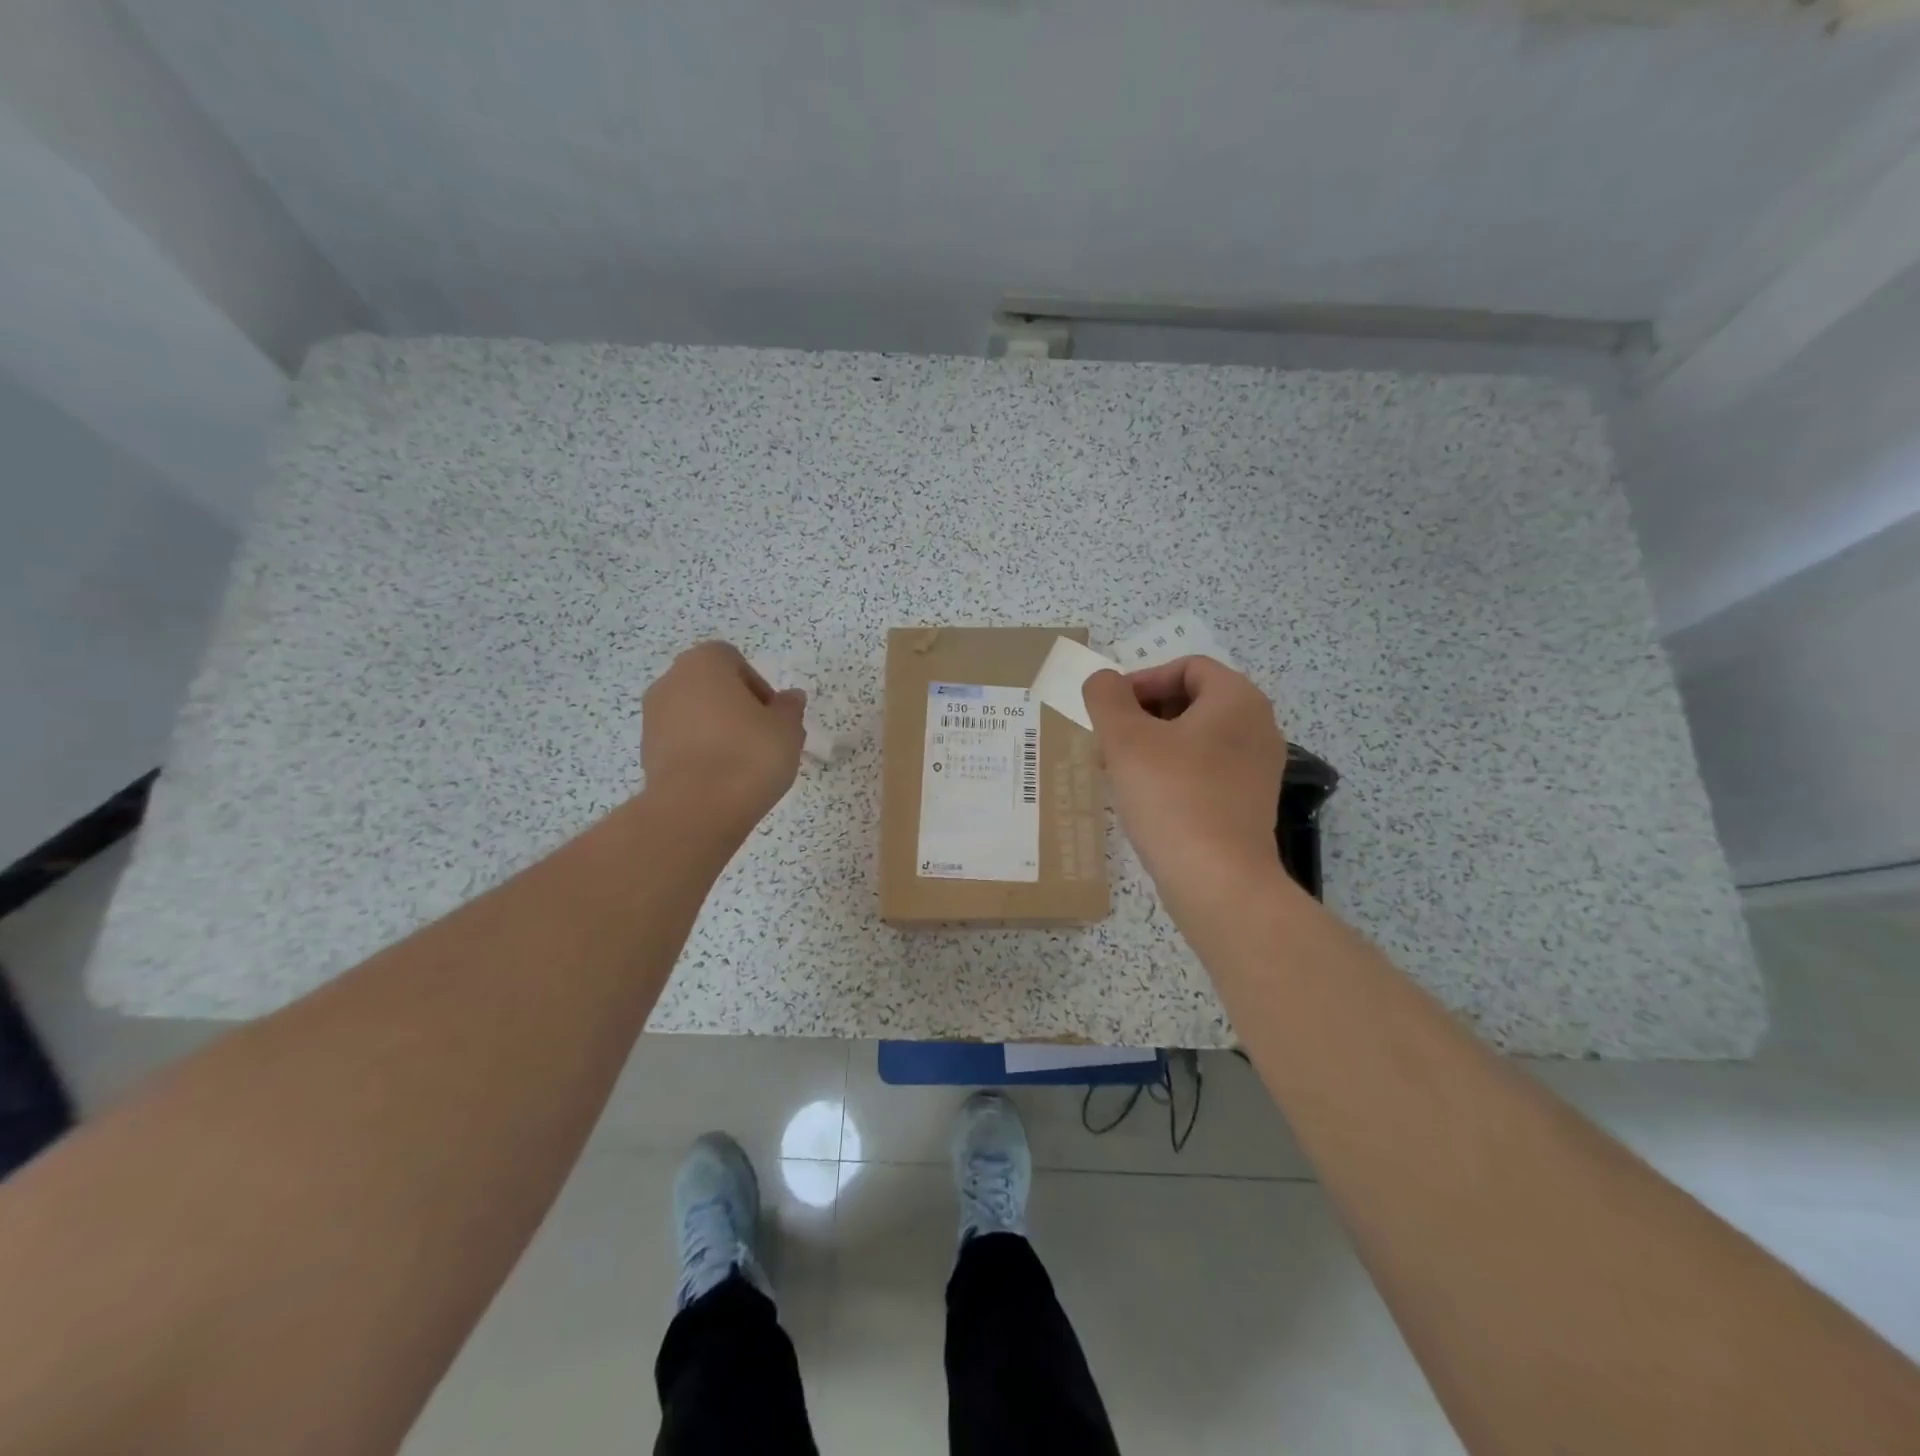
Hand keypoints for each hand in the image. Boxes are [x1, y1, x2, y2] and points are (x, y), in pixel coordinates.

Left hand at [641, 642, 805, 834]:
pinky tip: (721, 779)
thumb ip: (789, 709)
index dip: (758, 686)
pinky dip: (700, 753)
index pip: (733, 660)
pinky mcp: (647, 753)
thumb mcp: (787, 729)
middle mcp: (671, 682)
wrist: (697, 809)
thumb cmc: (748, 755)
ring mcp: (652, 718)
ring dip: (717, 731)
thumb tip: (790, 699)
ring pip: (694, 715)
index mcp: (703, 663)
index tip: (773, 716)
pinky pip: (681, 743)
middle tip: (762, 738)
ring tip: (742, 764)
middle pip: (710, 687)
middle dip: (736, 708)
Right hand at [1082, 657, 1286, 896]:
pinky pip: (1205, 770)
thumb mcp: (1125, 738)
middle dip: (1143, 714)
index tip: (1110, 711)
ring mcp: (1257, 767)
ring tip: (1117, 770)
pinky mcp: (1248, 802)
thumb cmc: (1172, 797)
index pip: (1187, 667)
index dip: (1142, 680)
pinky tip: (1143, 797)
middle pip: (1191, 701)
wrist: (1218, 881)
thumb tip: (1103, 681)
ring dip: (1153, 744)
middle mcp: (1257, 726)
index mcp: (1237, 699)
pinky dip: (1172, 771)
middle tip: (1108, 741)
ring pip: (1195, 738)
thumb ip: (1106, 697)